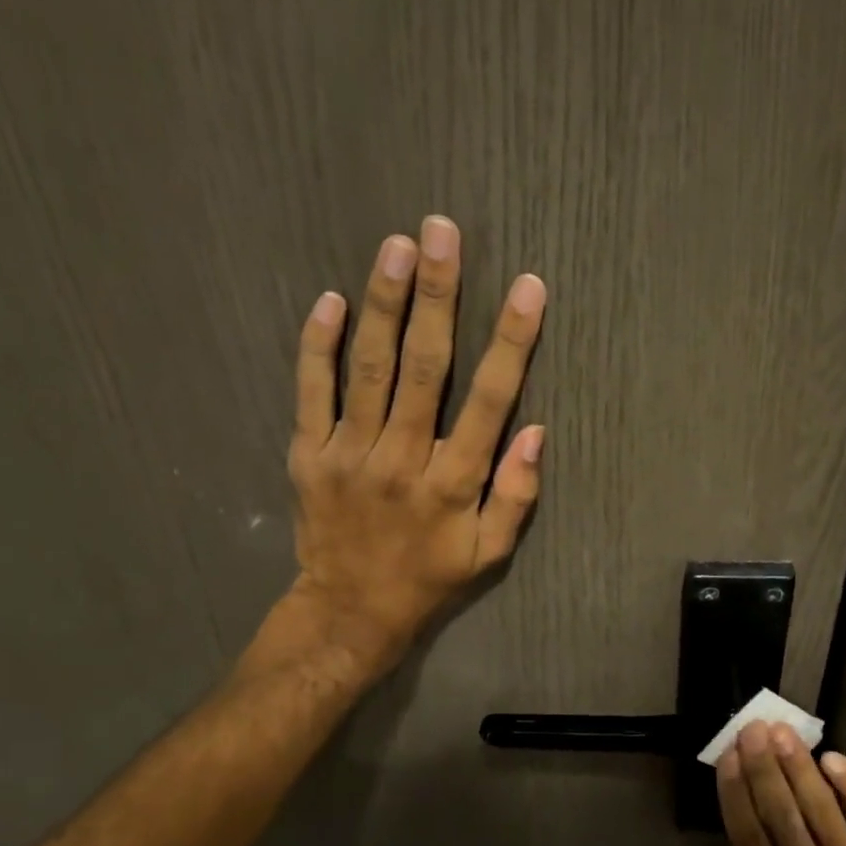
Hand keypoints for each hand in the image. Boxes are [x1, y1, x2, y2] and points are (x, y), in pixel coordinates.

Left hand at [274, 215, 546, 676]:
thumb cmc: (429, 578)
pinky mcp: (310, 455)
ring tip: (396, 246)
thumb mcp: (491, 554)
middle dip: (436, 295)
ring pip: (369, 368)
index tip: (527, 288)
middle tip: (441, 233)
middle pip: (423, 366)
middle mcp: (402, 458)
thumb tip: (536, 432)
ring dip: (383, 303)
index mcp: (454, 482)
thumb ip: (517, 494)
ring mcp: (350, 453)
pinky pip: (311, 392)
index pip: (489, 400)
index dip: (510, 341)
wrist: (349, 611)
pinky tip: (329, 300)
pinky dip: (318, 345)